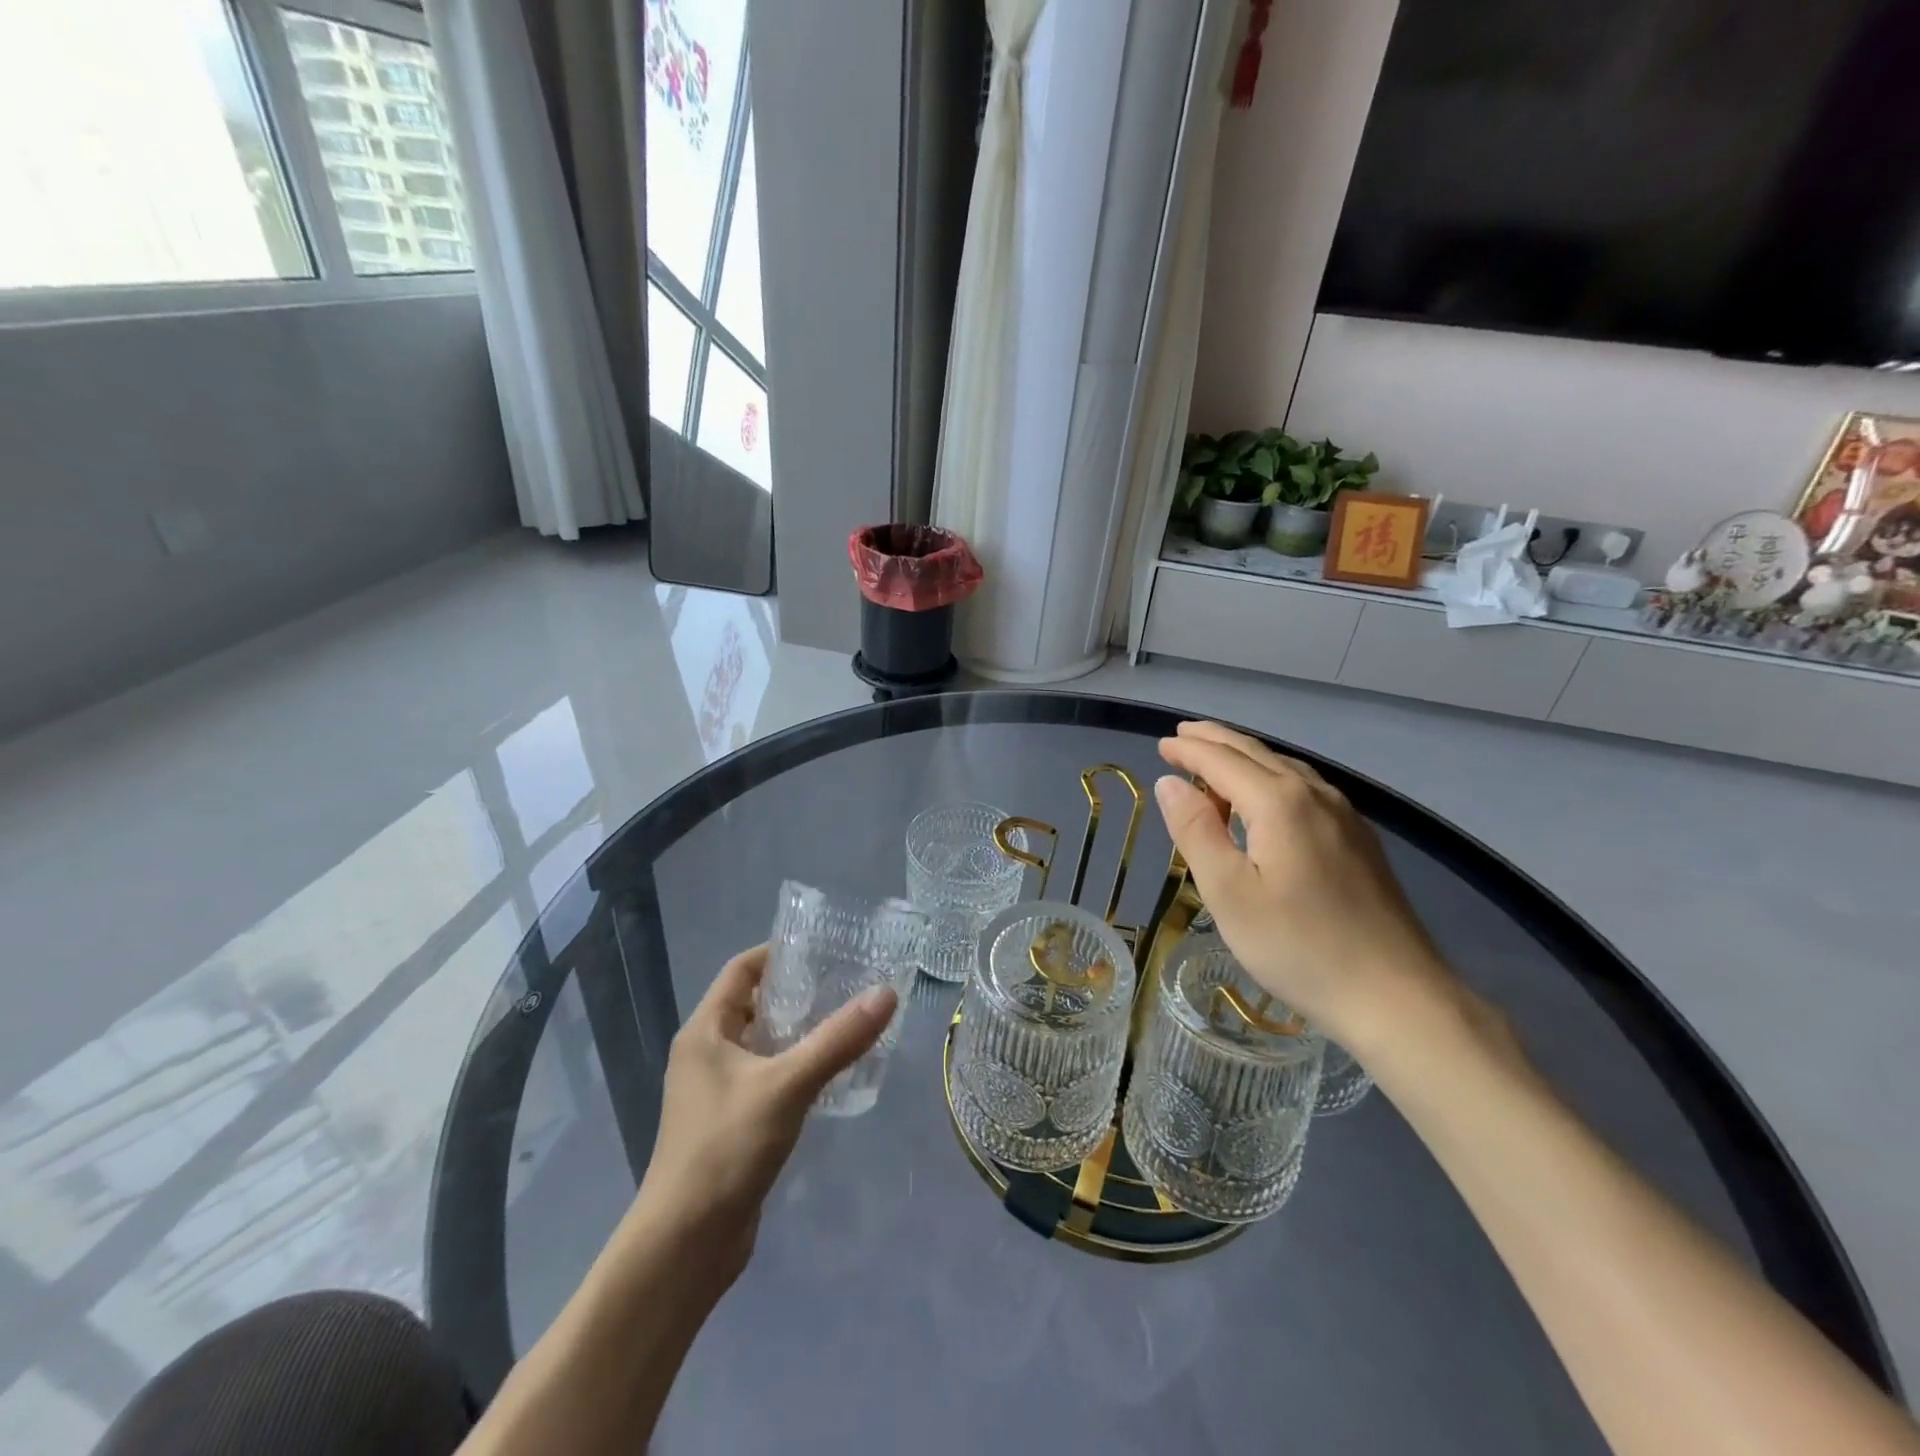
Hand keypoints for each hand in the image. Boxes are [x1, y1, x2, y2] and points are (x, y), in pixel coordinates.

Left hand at [624, 944, 896, 1290]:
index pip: (741, 969)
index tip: (826, 948)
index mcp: (705, 1031)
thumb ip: (837, 1039)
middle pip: (755, 1004)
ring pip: (764, 1043)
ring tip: (850, 1021)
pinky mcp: (732, 1122)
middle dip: (800, 991)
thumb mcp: (787, 1085)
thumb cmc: (726, 1148)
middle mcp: (706, 1053)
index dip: (780, 953)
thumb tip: (886, 993)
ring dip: (801, 1032)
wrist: (685, 1245)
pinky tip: (834, 1073)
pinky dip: (797, 1067)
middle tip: (850, 983)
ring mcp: (717, 1091)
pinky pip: (768, 1077)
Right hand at [1154, 721, 1457, 1053]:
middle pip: (1256, 754)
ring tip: (1214, 763)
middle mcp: (1315, 794)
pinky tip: (1266, 799)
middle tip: (1182, 736)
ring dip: (1244, 758)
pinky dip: (1271, 779)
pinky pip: (1305, 789)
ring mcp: (1344, 816)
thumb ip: (1196, 831)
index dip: (1189, 750)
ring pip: (1285, 768)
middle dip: (1215, 741)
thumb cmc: (1298, 946)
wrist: (1397, 996)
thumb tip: (1169, 782)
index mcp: (1279, 802)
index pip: (1222, 760)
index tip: (1161, 745)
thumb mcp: (1229, 893)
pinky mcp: (1359, 840)